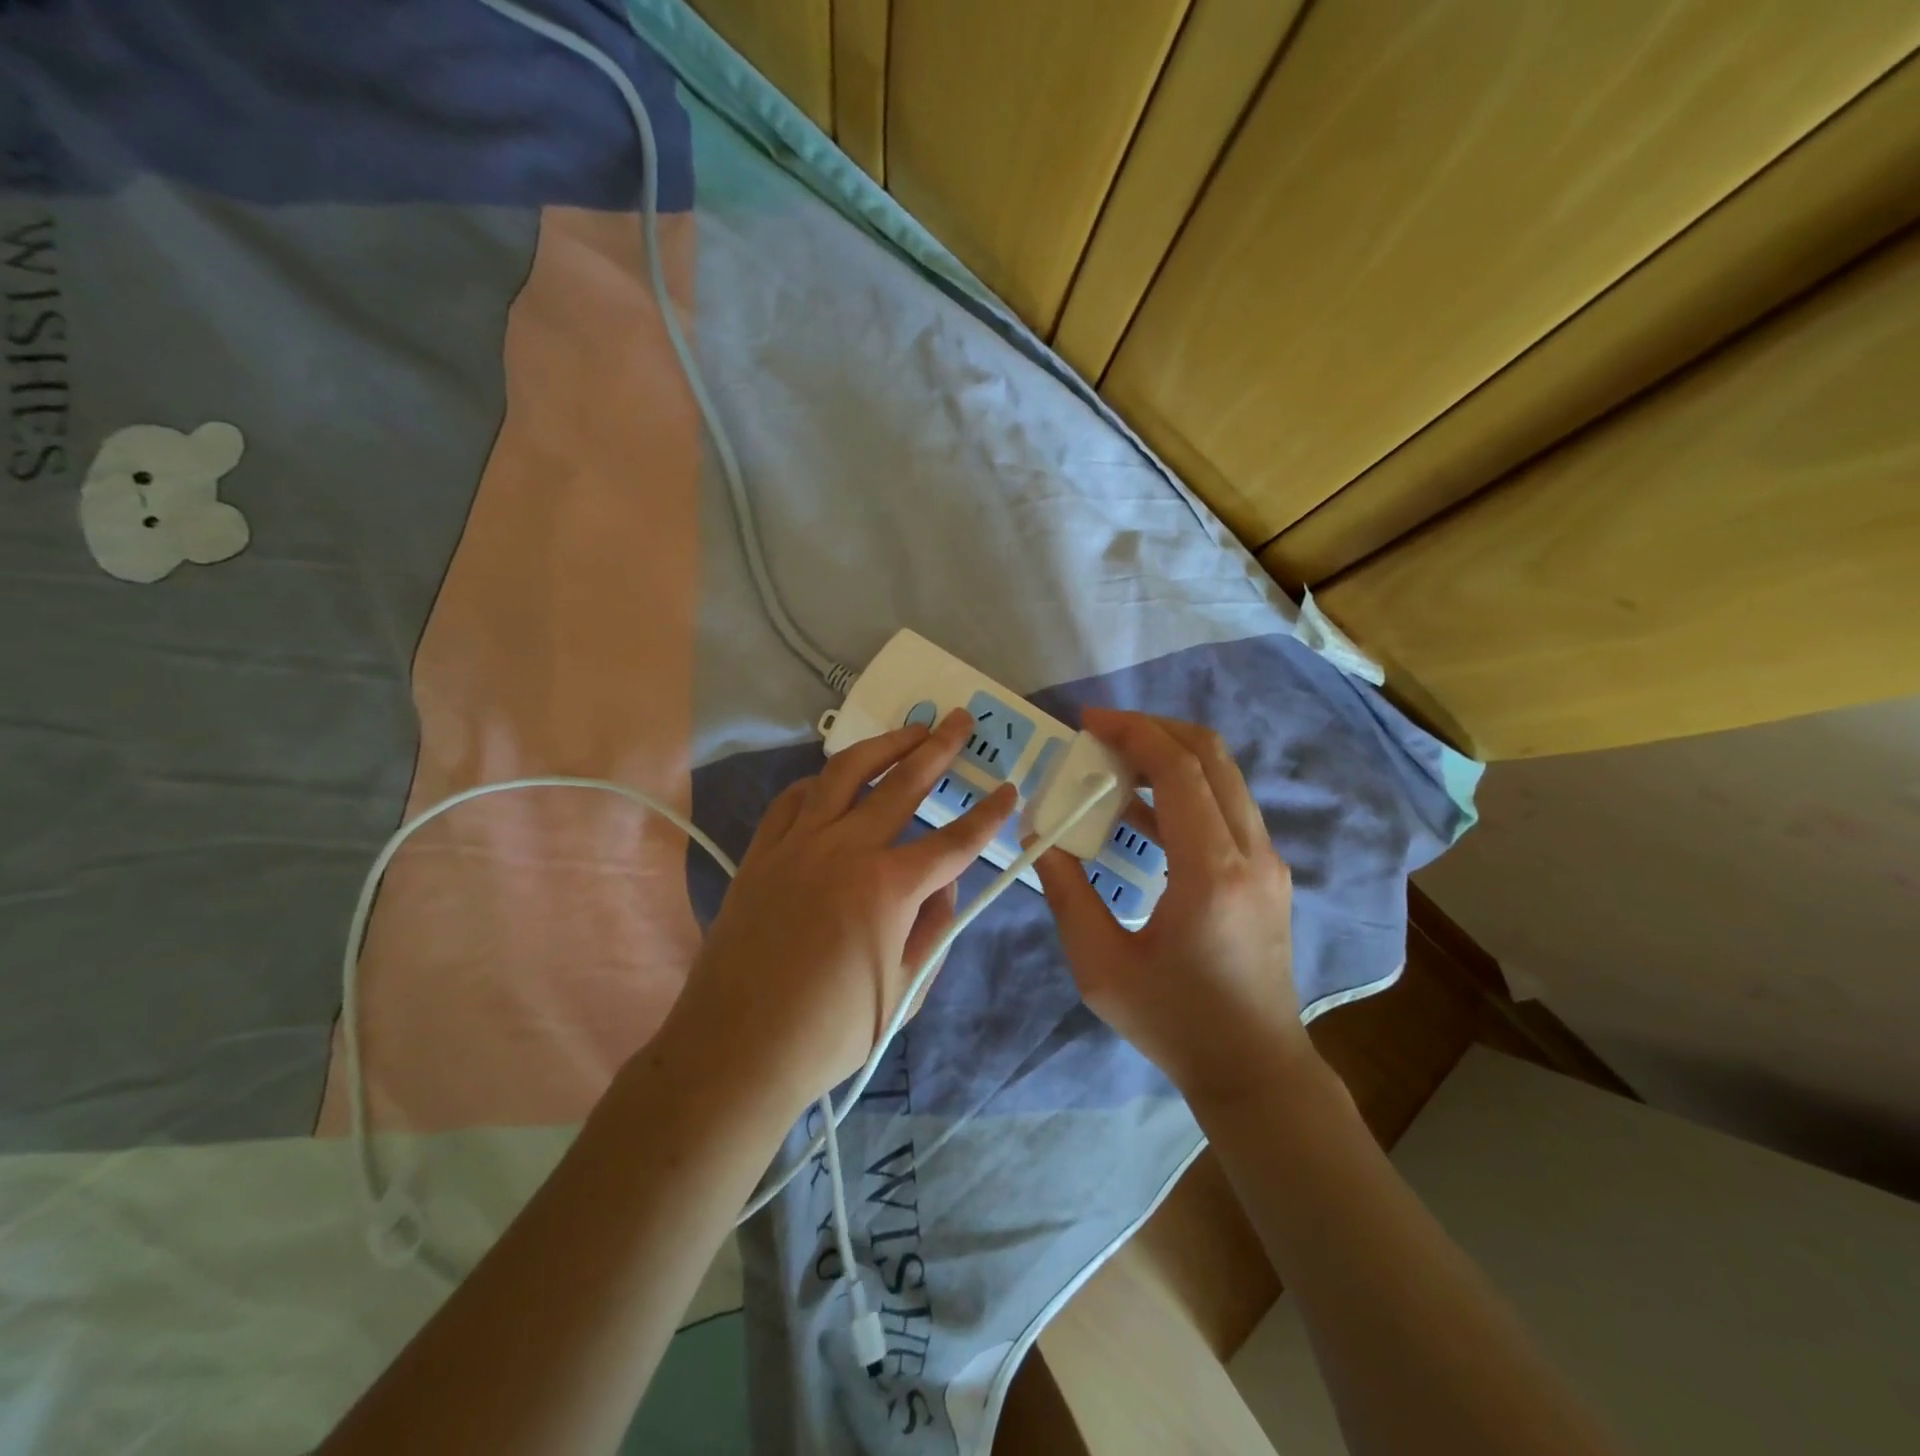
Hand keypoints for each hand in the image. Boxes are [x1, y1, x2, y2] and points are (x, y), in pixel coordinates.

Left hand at [668, 709, 1014, 1113]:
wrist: (737, 1049)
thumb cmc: (832, 1032)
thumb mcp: (906, 988)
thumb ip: (934, 926)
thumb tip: (943, 881)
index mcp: (889, 887)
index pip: (955, 841)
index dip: (989, 816)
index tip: (1009, 791)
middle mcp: (845, 850)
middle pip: (903, 784)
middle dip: (939, 748)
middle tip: (959, 720)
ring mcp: (797, 845)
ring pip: (844, 774)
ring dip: (882, 746)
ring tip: (908, 730)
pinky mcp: (761, 853)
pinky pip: (792, 800)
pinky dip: (819, 782)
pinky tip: (833, 780)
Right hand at [1033, 709, 1312, 1110]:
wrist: (1254, 1068)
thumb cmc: (1174, 1021)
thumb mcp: (1100, 966)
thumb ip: (1067, 893)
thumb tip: (1042, 836)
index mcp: (1211, 873)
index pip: (1180, 770)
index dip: (1133, 733)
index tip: (1089, 722)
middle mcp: (1251, 853)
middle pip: (1211, 756)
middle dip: (1153, 730)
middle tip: (1101, 735)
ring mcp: (1267, 861)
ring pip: (1224, 776)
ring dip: (1170, 756)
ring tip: (1113, 765)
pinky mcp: (1266, 873)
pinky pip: (1226, 806)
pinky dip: (1185, 789)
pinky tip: (1141, 809)